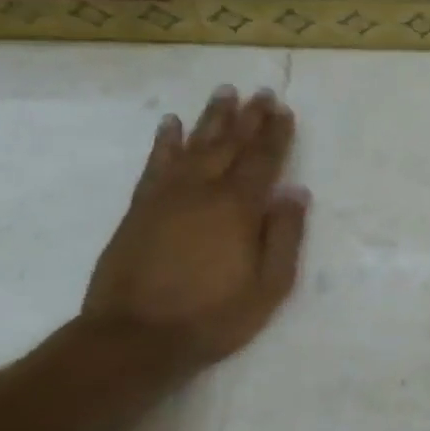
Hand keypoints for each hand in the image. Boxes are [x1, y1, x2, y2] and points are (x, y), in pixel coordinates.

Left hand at [82, 86, 308, 372]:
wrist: (133, 339)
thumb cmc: (213, 316)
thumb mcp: (269, 285)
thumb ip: (285, 236)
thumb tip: (296, 192)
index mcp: (239, 208)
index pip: (263, 160)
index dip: (275, 134)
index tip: (284, 109)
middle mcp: (203, 191)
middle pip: (230, 145)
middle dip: (248, 117)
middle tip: (260, 92)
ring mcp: (167, 197)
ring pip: (194, 146)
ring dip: (211, 118)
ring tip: (224, 93)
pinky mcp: (139, 209)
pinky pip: (155, 165)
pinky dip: (165, 142)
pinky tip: (170, 125)